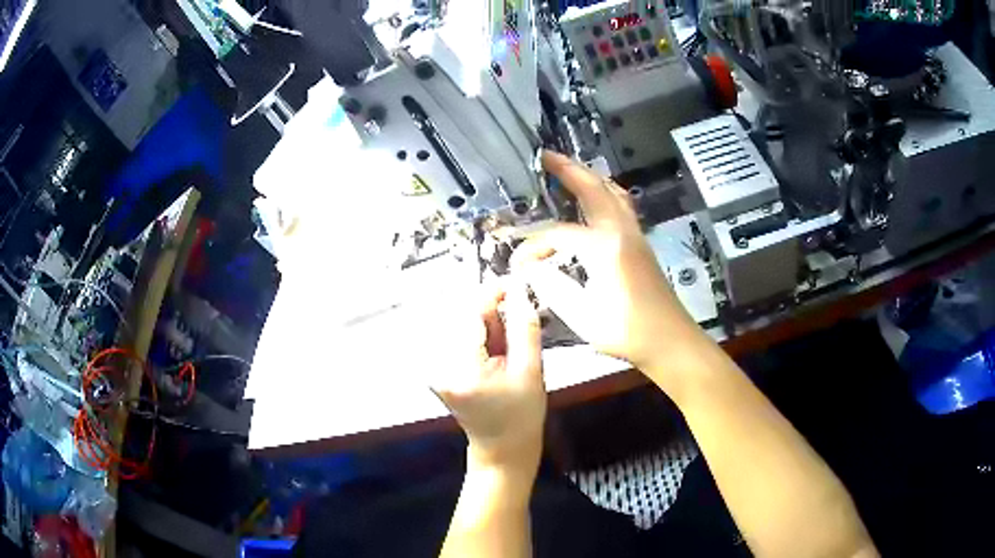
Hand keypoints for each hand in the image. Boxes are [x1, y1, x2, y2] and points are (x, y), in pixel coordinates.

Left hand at [431, 279, 545, 476]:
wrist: (502, 448)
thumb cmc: (521, 415)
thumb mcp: (531, 371)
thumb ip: (525, 327)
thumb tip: (520, 290)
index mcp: (461, 369)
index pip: (470, 314)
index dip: (493, 293)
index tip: (516, 284)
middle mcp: (438, 365)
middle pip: (463, 316)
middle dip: (492, 312)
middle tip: (517, 326)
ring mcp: (434, 368)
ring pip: (461, 324)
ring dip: (486, 325)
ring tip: (506, 349)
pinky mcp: (437, 368)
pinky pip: (459, 337)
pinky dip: (479, 336)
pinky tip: (494, 354)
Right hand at [514, 151, 699, 373]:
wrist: (670, 340)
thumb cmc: (627, 332)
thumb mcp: (583, 315)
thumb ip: (553, 286)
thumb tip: (530, 268)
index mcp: (604, 247)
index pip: (559, 234)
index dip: (534, 246)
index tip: (517, 262)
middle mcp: (621, 231)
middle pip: (593, 189)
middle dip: (568, 169)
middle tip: (546, 156)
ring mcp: (634, 235)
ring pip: (612, 192)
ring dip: (589, 176)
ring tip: (570, 168)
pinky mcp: (641, 243)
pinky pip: (621, 204)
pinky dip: (604, 191)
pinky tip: (596, 198)